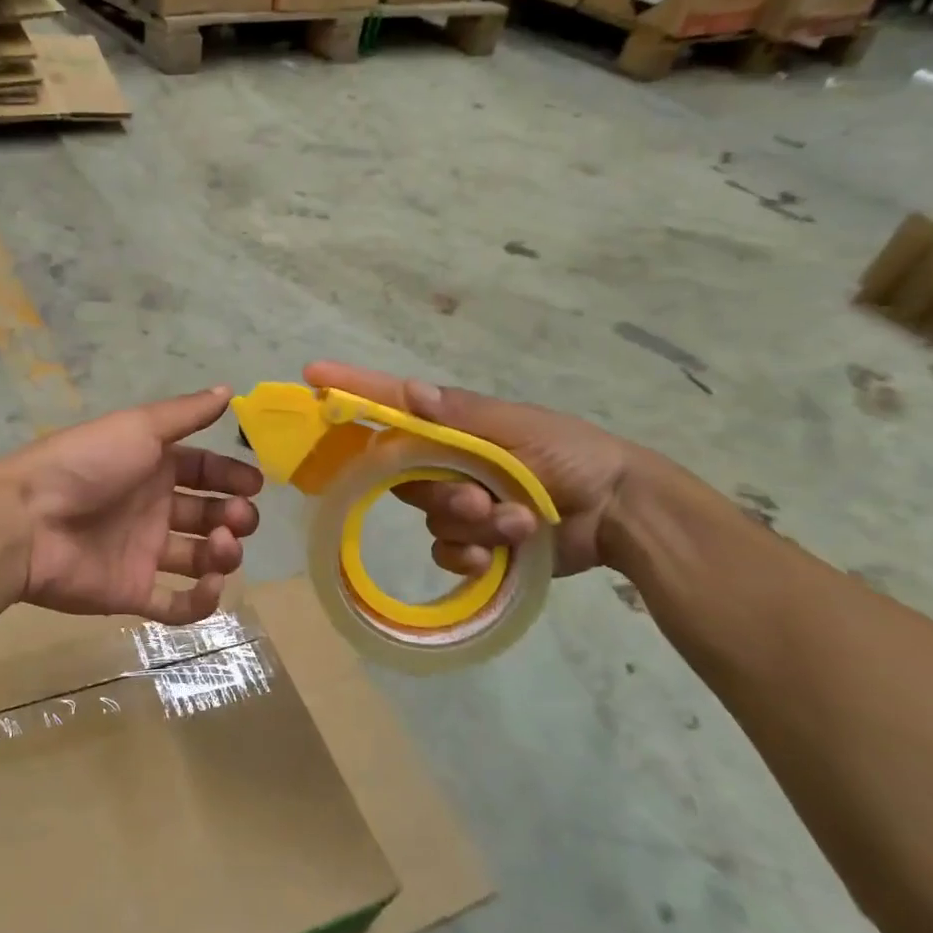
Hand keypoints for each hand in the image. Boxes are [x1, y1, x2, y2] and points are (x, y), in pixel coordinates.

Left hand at [0, 387, 262, 624]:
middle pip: (207, 514)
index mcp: (153, 467)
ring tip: (221, 546)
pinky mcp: (132, 592)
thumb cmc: (88, 464)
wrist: (28, 520)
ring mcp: (143, 552)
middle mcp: (152, 508)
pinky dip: (201, 601)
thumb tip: (227, 390)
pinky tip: (211, 584)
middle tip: (240, 518)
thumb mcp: (139, 427)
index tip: (255, 485)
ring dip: (223, 554)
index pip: (204, 470)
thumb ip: (186, 413)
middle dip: (233, 516)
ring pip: (199, 559)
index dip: (232, 476)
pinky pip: (176, 605)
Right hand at [304, 361, 639, 576]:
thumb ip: (462, 416)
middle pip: (403, 477)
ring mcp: (459, 502)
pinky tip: (501, 555)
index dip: (351, 390)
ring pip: (430, 518)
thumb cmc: (571, 454)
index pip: (390, 405)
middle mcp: (445, 461)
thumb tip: (408, 390)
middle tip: (478, 498)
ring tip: (518, 524)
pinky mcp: (474, 542)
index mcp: (452, 426)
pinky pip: (446, 553)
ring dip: (472, 527)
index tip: (312, 376)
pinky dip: (471, 556)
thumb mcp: (519, 429)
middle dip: (440, 492)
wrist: (621, 512)